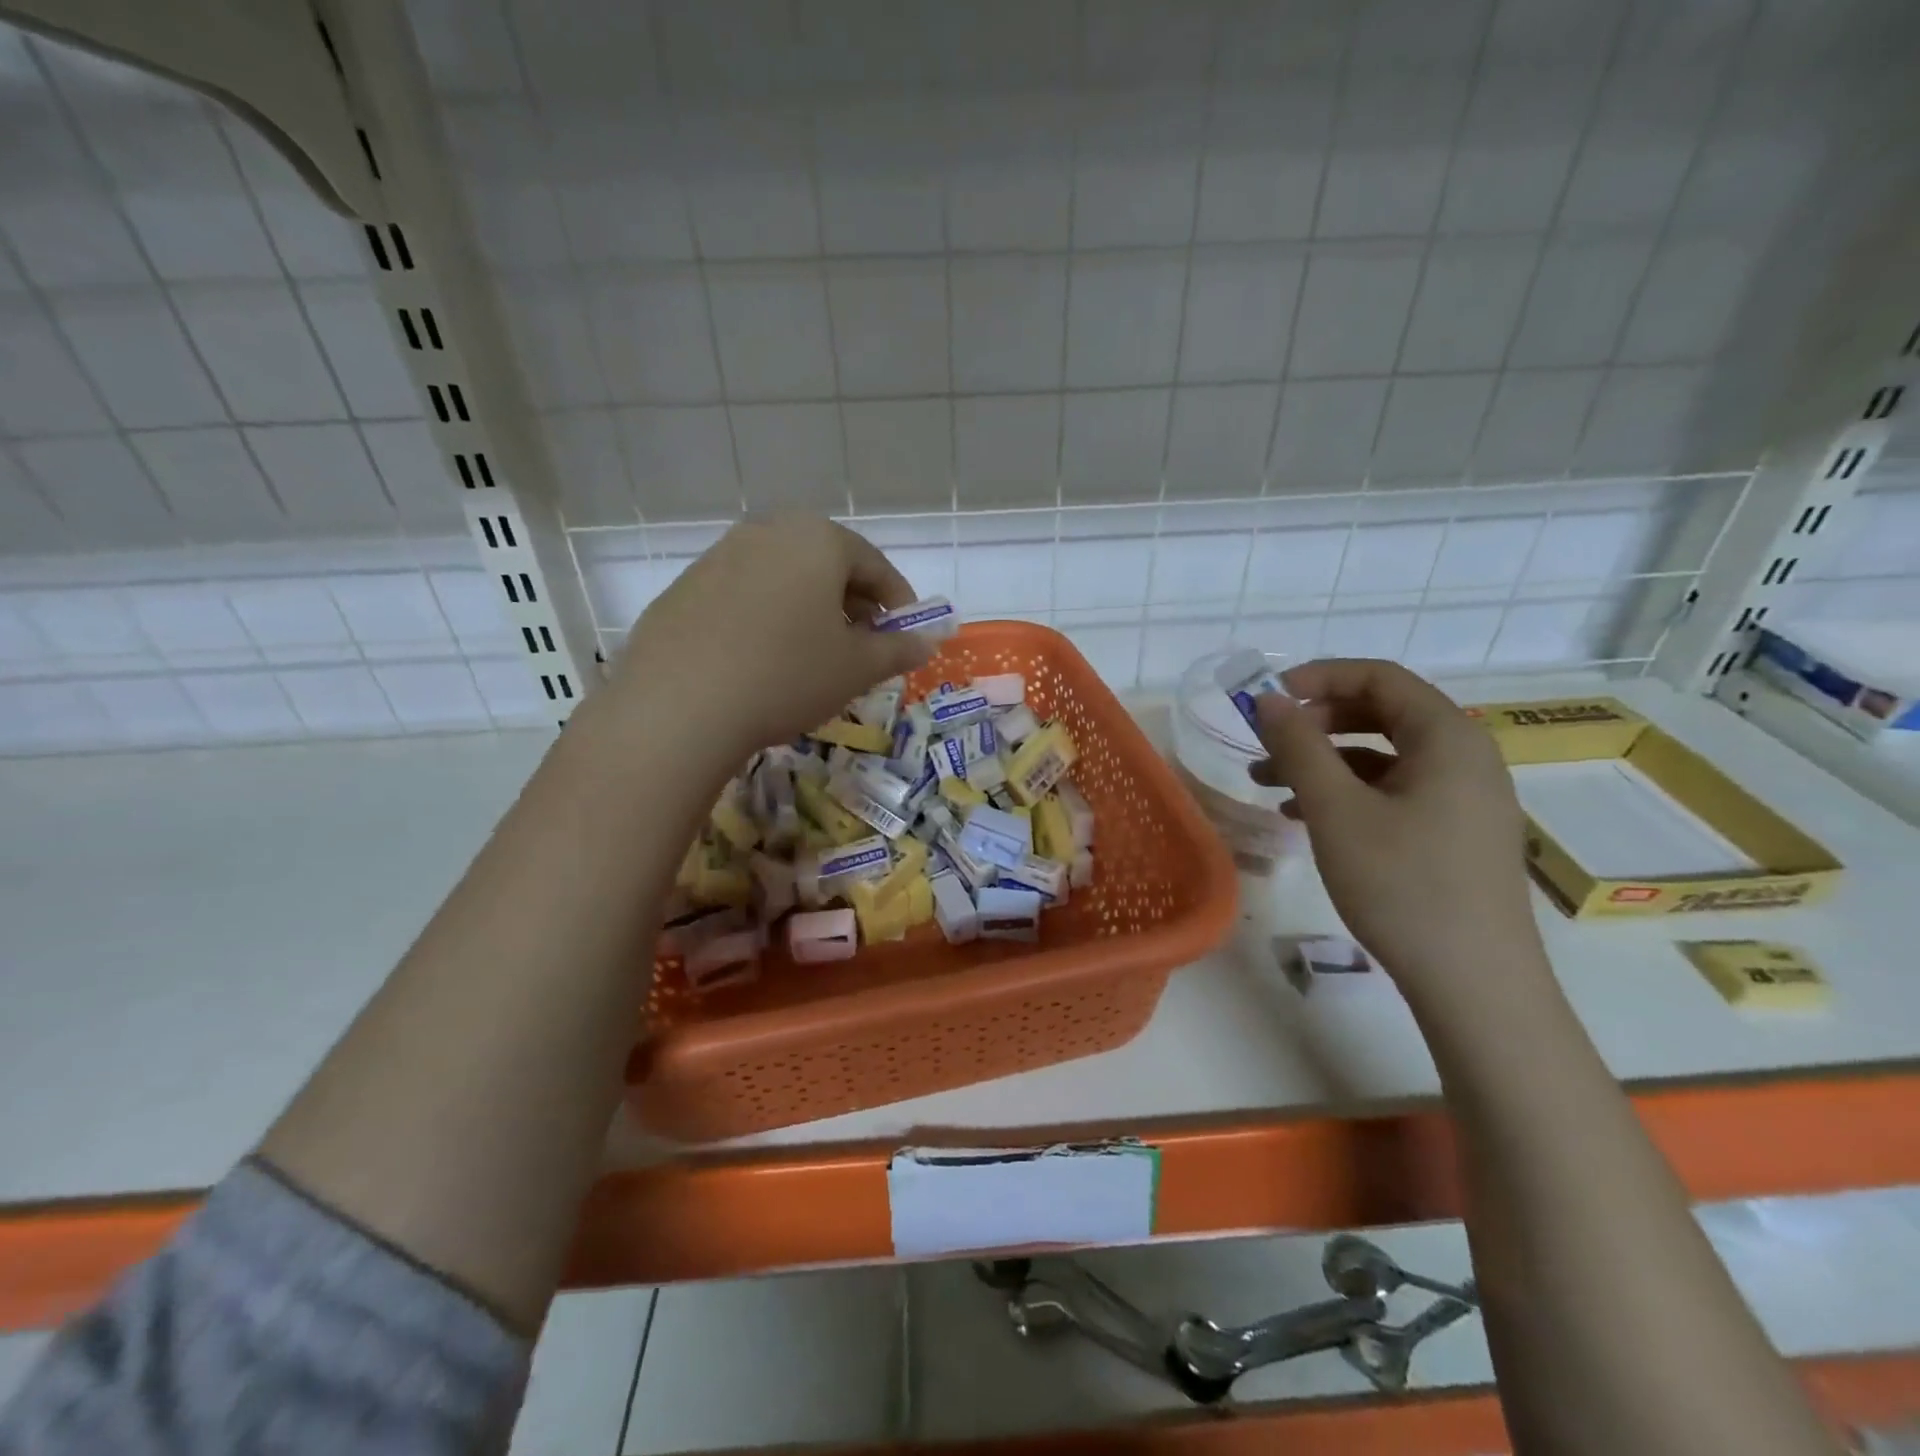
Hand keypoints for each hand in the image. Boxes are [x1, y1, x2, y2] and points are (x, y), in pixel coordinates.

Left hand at [608, 516, 935, 767]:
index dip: (898, 603)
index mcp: (817, 539)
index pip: (875, 565)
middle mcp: (767, 532)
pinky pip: (744, 596)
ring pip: (783, 578)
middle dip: (852, 604)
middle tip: (864, 646)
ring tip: (814, 655)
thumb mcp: (856, 668)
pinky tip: (763, 660)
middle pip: (826, 565)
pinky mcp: (684, 587)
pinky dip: (767, 618)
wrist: (679, 706)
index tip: (906, 635)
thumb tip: (926, 643)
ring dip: (809, 610)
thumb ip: (898, 650)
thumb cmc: (787, 676)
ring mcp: (719, 556)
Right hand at [1250, 659, 1545, 999]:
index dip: (1318, 678)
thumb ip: (1298, 745)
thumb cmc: (1402, 884)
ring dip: (1324, 761)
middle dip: (1316, 723)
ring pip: (1384, 756)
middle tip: (1266, 742)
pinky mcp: (1456, 833)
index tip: (1268, 698)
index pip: (1379, 678)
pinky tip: (1305, 817)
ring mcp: (1465, 798)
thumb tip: (1267, 699)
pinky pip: (1395, 791)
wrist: (1474, 983)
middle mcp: (1466, 757)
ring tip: (1268, 784)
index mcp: (1448, 737)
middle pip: (1382, 713)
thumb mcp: (1336, 809)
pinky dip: (1348, 793)